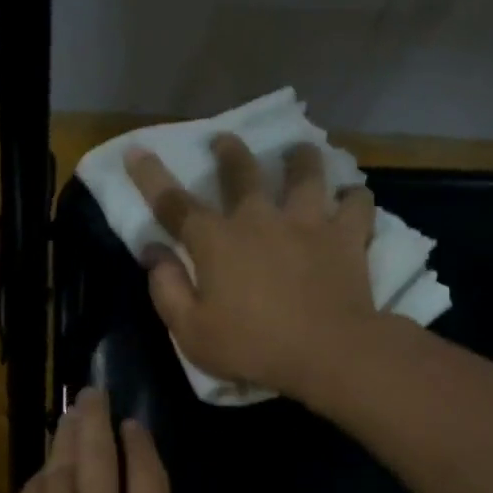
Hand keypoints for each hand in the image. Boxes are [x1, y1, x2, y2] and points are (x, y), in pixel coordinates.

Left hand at [0, 388, 176, 492]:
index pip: (151, 479)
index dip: (142, 446)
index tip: (134, 425)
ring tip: (70, 414)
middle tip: (92, 394)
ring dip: (66, 436)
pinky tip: (43, 469)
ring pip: (63, 468)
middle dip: (97, 419)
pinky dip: (39, 478)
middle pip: (102, 456)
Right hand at [124, 133, 379, 399]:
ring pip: (305, 173)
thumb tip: (153, 253)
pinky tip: (351, 196)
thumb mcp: (191, 331)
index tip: (136, 150)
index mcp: (216, 241)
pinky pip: (356, 204)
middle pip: (242, 172)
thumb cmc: (253, 347)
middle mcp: (259, 219)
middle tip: (225, 139)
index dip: (150, 176)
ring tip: (298, 151)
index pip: (173, 202)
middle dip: (229, 151)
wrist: (329, 353)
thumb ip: (166, 289)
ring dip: (299, 158)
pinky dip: (353, 196)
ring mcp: (307, 222)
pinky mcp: (347, 236)